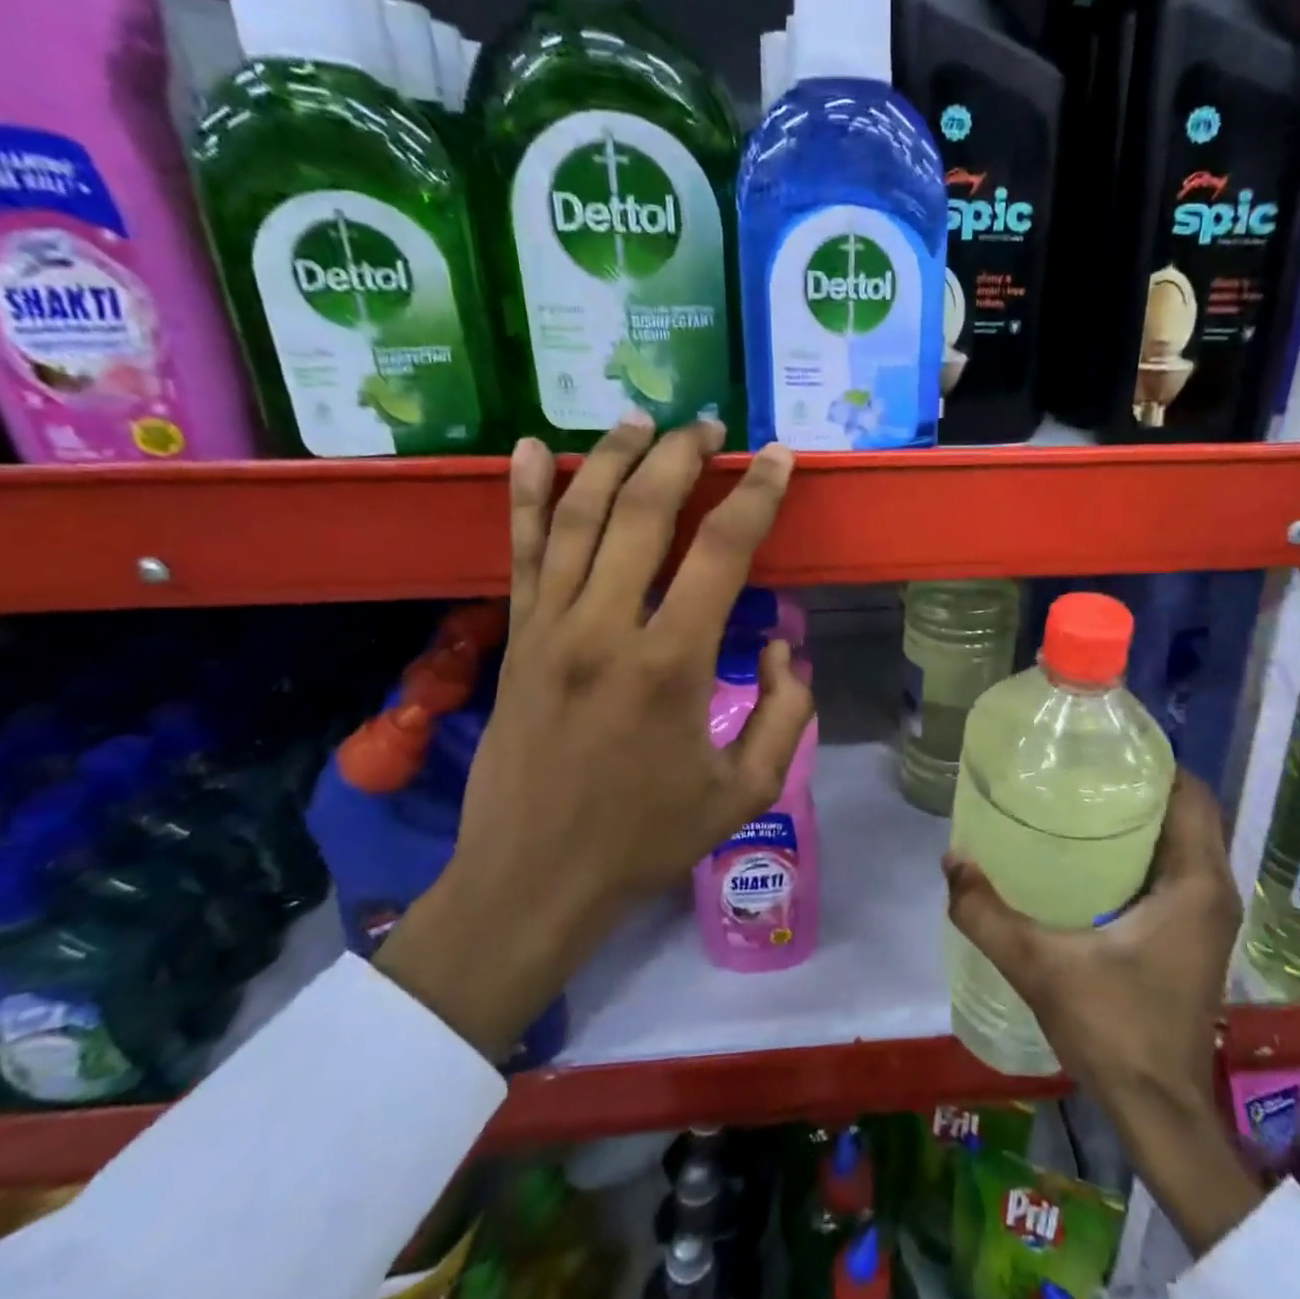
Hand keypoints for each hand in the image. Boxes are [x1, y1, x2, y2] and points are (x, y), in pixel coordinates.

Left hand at [376, 417, 813, 1060]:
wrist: (532, 879)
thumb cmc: (645, 838)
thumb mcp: (745, 790)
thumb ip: (784, 712)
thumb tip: (782, 648)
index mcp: (670, 663)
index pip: (722, 551)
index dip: (756, 494)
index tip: (777, 458)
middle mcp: (605, 627)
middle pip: (645, 511)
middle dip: (682, 456)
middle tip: (709, 426)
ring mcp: (550, 626)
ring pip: (579, 516)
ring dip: (612, 457)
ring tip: (640, 419)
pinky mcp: (515, 636)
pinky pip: (520, 550)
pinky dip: (526, 494)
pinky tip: (531, 448)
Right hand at [944, 770, 1261, 1252]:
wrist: (1158, 1112)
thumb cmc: (1114, 1029)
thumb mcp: (1040, 965)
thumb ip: (987, 913)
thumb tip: (951, 861)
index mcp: (1195, 883)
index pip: (1191, 794)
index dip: (1154, 761)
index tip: (1104, 745)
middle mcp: (1213, 891)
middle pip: (1186, 811)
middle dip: (1140, 784)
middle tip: (1081, 768)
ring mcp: (1208, 916)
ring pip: (1183, 841)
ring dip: (1144, 816)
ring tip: (1081, 799)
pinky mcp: (1195, 937)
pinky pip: (1176, 869)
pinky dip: (1146, 849)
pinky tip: (1093, 855)